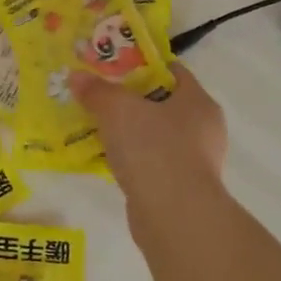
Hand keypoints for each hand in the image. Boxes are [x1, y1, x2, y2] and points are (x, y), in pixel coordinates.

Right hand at [69, 65, 227, 211]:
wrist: (173, 215)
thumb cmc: (153, 149)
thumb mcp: (117, 110)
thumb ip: (97, 91)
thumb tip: (76, 76)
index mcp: (198, 102)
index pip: (173, 71)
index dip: (142, 65)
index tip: (113, 67)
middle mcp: (203, 128)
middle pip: (162, 103)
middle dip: (130, 100)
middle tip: (100, 97)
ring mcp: (195, 161)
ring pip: (155, 135)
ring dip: (129, 132)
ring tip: (97, 128)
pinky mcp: (181, 188)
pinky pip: (151, 162)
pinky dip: (132, 159)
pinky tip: (107, 159)